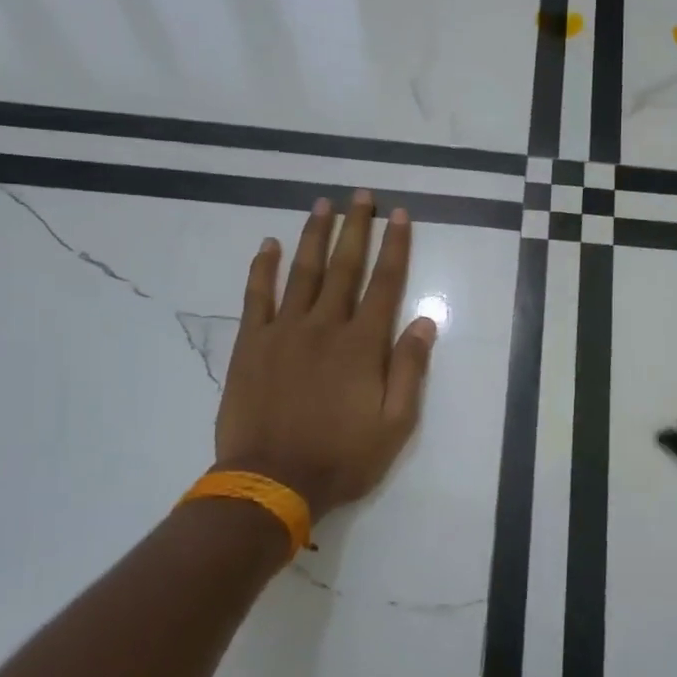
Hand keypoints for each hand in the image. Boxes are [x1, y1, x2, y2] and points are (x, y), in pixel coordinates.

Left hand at [214, 190, 436, 521]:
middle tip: (361, 195)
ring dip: (313, 236)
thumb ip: (410, 369)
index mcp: (362, 345)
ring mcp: (284, 332)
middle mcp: (324, 326)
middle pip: (344, 267)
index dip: (395, 246)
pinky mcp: (252, 344)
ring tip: (322, 205)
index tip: (400, 215)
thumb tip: (424, 321)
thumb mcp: (396, 424)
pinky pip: (257, 296)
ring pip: (302, 272)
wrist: (272, 481)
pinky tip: (268, 244)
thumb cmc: (342, 457)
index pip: (384, 283)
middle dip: (356, 228)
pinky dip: (263, 267)